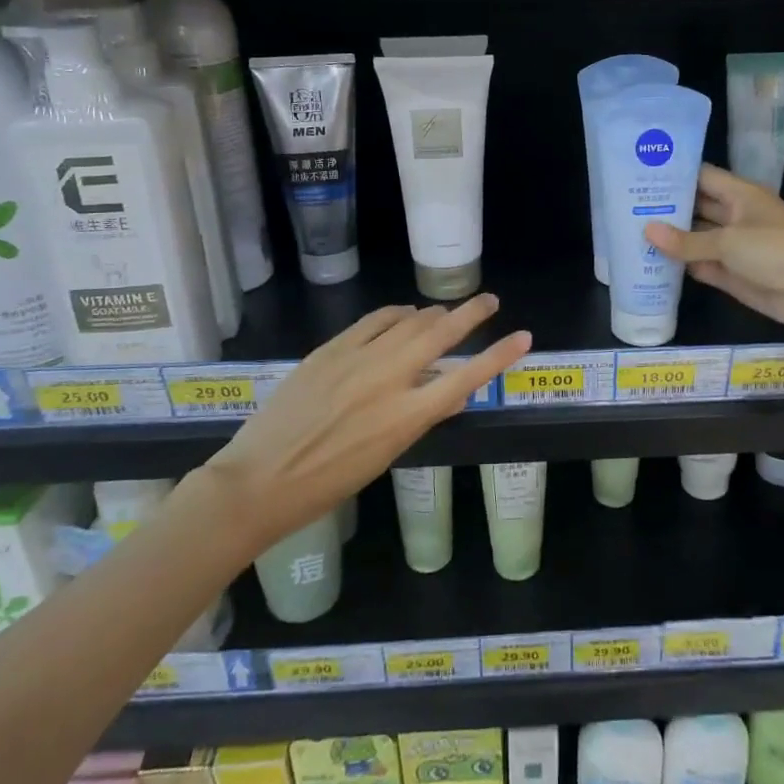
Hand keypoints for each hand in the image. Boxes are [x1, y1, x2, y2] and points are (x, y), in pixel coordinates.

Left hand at [207, 295, 529, 544]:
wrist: (260, 480)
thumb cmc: (327, 483)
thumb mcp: (385, 455)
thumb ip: (416, 417)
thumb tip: (441, 388)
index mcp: (406, 417)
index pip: (465, 377)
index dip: (498, 356)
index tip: (523, 337)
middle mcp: (388, 380)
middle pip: (440, 334)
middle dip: (471, 313)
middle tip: (489, 300)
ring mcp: (357, 359)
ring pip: (408, 320)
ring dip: (433, 313)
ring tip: (446, 312)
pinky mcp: (331, 349)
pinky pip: (374, 320)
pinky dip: (396, 313)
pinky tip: (403, 313)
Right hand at [645, 165, 783, 333]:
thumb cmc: (776, 250)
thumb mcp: (728, 241)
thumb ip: (686, 240)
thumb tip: (647, 231)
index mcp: (740, 196)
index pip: (702, 177)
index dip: (674, 175)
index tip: (640, 174)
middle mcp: (736, 217)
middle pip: (696, 208)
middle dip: (667, 208)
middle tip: (626, 206)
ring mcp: (735, 248)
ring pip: (697, 239)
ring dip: (671, 239)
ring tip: (631, 234)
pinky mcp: (734, 275)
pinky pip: (702, 266)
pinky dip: (682, 266)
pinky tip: (653, 264)